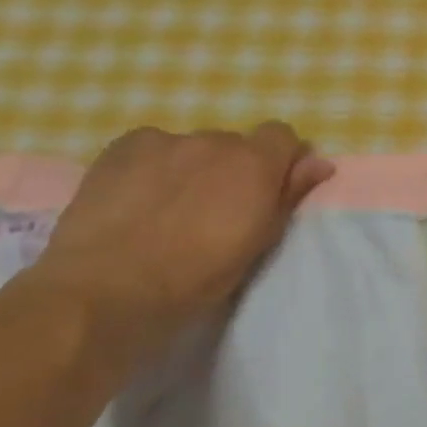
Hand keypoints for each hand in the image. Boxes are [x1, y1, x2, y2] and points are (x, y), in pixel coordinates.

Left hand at [20, 123, 334, 367]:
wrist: (107, 291)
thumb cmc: (195, 280)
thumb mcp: (256, 244)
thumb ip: (288, 196)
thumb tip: (320, 162)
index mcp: (255, 164)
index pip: (282, 135)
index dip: (279, 160)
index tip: (268, 192)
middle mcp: (215, 140)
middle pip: (234, 145)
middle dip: (231, 170)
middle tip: (212, 213)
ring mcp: (165, 140)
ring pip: (192, 148)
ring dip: (192, 169)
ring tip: (166, 211)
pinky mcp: (123, 146)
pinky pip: (152, 148)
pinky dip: (153, 166)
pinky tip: (136, 200)